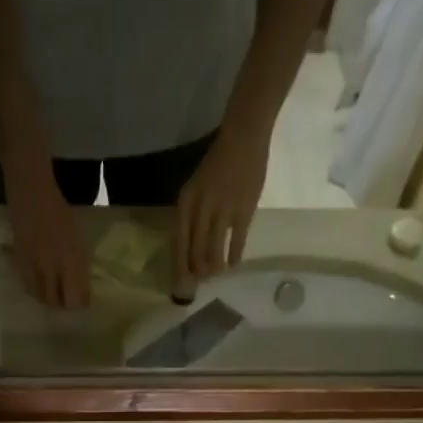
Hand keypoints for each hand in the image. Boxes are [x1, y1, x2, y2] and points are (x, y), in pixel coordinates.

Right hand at [6, 164, 91, 308]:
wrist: (31, 191)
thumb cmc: (59, 211)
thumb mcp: (77, 238)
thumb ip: (80, 265)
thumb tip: (83, 289)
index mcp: (72, 259)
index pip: (77, 296)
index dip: (81, 304)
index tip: (83, 303)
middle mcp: (54, 267)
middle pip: (58, 302)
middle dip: (64, 305)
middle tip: (67, 301)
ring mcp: (35, 265)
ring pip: (42, 298)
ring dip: (49, 300)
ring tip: (53, 296)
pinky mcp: (20, 262)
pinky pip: (28, 286)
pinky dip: (36, 291)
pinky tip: (39, 286)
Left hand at [173, 120, 269, 288]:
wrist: (244, 139)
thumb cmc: (217, 165)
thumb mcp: (195, 188)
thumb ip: (192, 216)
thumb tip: (191, 250)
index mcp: (186, 202)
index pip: (179, 242)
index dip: (179, 266)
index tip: (181, 283)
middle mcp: (201, 208)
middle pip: (195, 250)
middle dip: (197, 271)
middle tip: (201, 281)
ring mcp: (223, 210)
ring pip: (214, 250)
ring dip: (215, 267)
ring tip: (217, 273)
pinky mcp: (244, 210)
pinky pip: (236, 242)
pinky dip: (234, 256)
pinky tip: (233, 263)